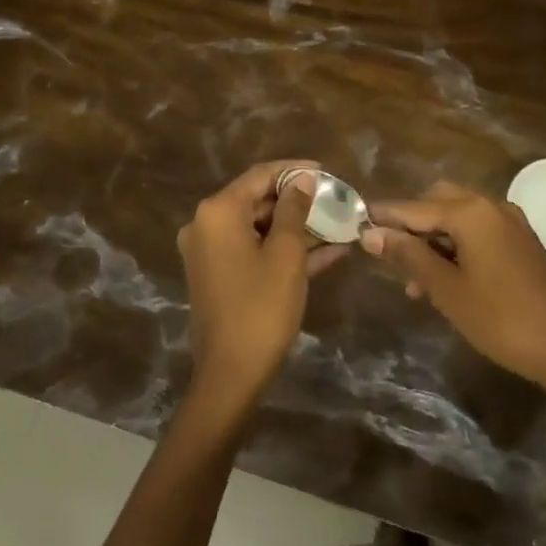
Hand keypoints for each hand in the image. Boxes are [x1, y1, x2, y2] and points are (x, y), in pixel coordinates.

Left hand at [177, 159, 348, 411]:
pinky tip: (328, 251)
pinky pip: (255, 250)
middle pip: (258, 200)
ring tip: (339, 224)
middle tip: (336, 201)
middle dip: (299, 202)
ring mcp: (211, 252)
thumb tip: (302, 180)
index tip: (327, 171)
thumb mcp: (286, 254)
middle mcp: (207, 225)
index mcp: (218, 212)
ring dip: (297, 227)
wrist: (231, 374)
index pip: (260, 176)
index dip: (295, 170)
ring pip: (260, 228)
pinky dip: (284, 250)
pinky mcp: (220, 275)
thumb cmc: (261, 307)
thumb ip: (294, 210)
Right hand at [363, 181, 545, 433]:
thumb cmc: (501, 319)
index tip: (355, 223)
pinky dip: (456, 245)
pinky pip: (478, 231)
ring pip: (458, 217)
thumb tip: (371, 233)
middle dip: (411, 225)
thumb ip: (408, 256)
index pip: (414, 207)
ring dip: (433, 239)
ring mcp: (510, 222)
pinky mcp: (521, 241)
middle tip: (389, 257)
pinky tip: (445, 278)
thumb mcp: (447, 289)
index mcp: (471, 212)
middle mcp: (491, 205)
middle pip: (437, 201)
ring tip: (415, 282)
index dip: (384, 217)